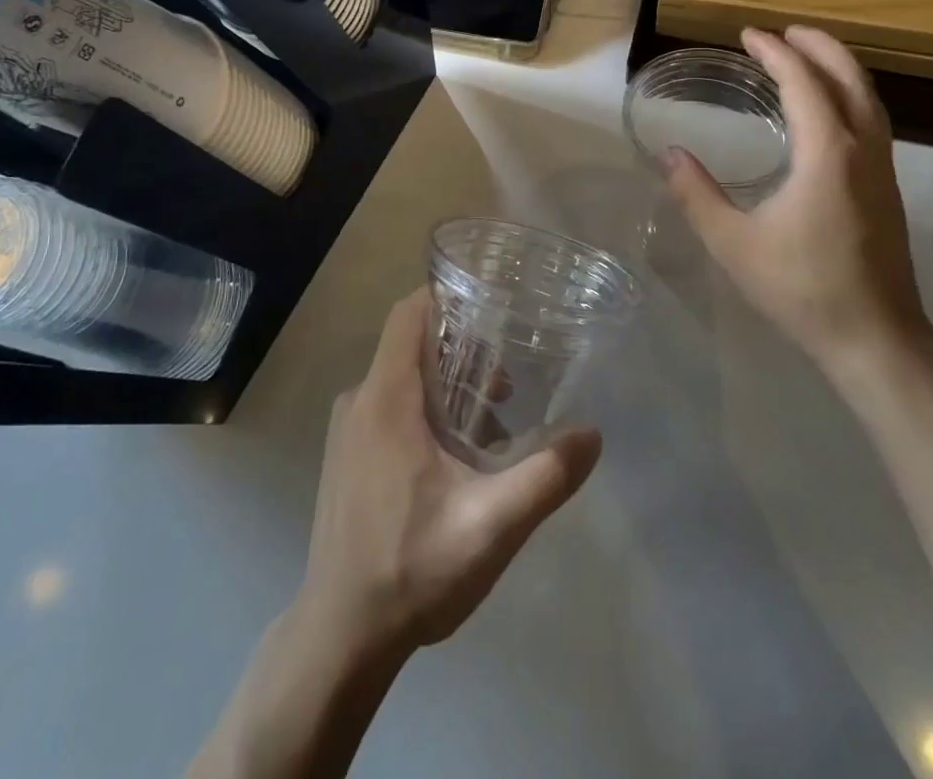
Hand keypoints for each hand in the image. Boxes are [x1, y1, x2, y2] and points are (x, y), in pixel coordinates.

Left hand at [296, 289, 601, 656]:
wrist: (341, 635)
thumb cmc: (412, 569)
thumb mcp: (491, 525)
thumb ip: (545, 476)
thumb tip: (592, 435)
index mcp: (386, 397)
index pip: (410, 312)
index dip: (449, 297)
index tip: (492, 306)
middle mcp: (360, 400)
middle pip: (411, 344)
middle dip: (462, 352)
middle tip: (508, 382)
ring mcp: (348, 429)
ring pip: (401, 378)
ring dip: (446, 386)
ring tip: (493, 425)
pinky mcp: (347, 456)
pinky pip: (388, 407)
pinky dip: (424, 410)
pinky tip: (457, 458)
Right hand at [662, 26, 926, 371]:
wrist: (876, 338)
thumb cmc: (801, 288)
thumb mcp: (733, 243)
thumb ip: (697, 195)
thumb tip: (671, 154)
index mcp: (828, 154)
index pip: (804, 83)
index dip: (776, 53)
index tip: (748, 35)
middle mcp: (863, 150)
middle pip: (849, 78)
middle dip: (817, 46)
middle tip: (782, 31)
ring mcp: (882, 169)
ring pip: (868, 98)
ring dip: (837, 67)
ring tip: (806, 55)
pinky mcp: (887, 188)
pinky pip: (872, 119)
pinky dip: (848, 94)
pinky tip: (827, 110)